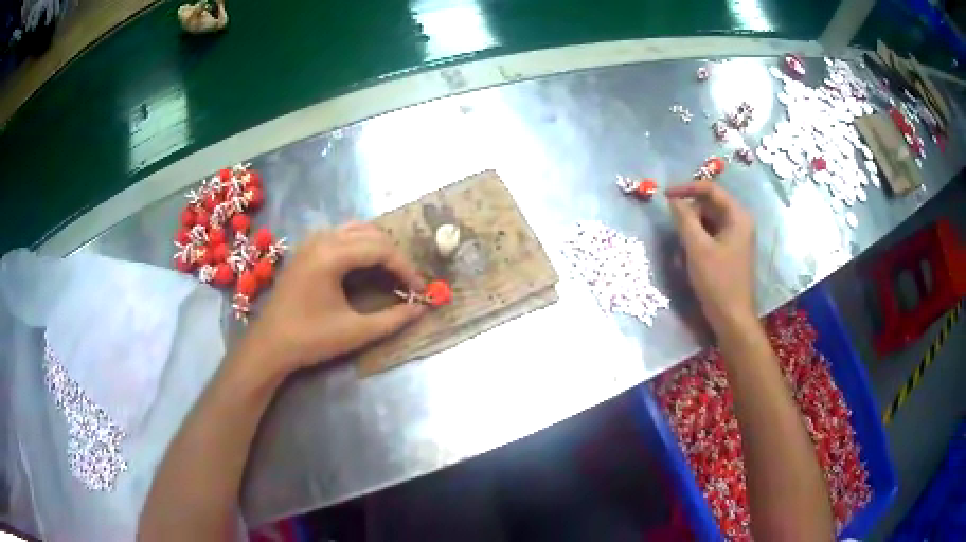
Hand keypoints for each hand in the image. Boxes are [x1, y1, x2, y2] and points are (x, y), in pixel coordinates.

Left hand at [240, 222, 426, 377]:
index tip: (420, 289)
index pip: (381, 249)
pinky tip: (365, 268)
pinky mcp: (306, 249)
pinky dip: (361, 246)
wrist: (269, 345)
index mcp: (332, 255)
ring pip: (356, 230)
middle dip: (394, 256)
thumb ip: (392, 319)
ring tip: (391, 273)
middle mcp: (322, 239)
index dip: (405, 268)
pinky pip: (342, 235)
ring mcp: (311, 241)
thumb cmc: (310, 338)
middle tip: (407, 282)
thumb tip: (421, 308)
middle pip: (371, 234)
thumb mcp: (355, 332)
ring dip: (378, 247)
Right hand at [667, 181, 755, 331]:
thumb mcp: (697, 248)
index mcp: (737, 217)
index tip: (665, 195)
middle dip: (690, 215)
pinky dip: (697, 242)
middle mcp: (739, 223)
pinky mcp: (730, 251)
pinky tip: (689, 258)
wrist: (732, 318)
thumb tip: (673, 200)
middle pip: (709, 205)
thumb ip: (684, 219)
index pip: (710, 189)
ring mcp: (736, 238)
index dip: (686, 188)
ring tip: (682, 249)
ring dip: (692, 230)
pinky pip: (711, 236)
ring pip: (708, 222)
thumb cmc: (718, 281)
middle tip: (675, 230)